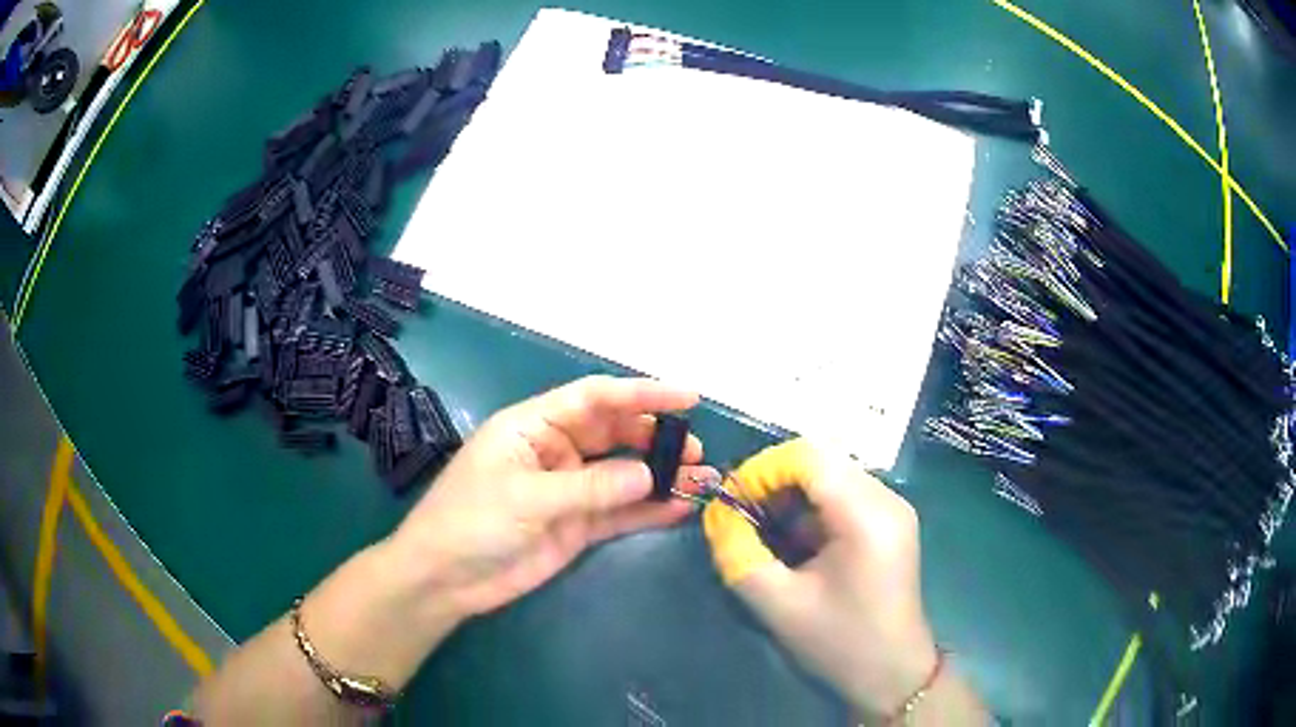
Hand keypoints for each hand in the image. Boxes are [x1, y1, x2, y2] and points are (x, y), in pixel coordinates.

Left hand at [389, 375, 714, 620]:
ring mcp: (569, 490)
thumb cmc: (470, 521)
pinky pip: (619, 512)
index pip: (594, 398)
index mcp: (534, 426)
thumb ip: (590, 487)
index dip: (641, 394)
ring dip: (660, 475)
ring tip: (700, 478)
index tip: (687, 398)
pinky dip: (648, 510)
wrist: (445, 579)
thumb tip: (649, 474)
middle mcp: (556, 451)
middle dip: (655, 437)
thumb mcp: (527, 497)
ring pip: (623, 474)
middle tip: (694, 450)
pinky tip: (679, 507)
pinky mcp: (576, 526)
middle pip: (615, 433)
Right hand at [702, 439, 937, 716]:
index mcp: (866, 516)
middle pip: (821, 460)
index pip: (808, 456)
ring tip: (764, 533)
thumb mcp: (777, 604)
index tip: (732, 504)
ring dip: (791, 496)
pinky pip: (843, 495)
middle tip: (743, 519)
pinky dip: (811, 509)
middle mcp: (887, 499)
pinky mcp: (890, 523)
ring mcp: (893, 509)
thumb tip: (716, 512)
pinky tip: (795, 543)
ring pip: (831, 475)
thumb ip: (737, 553)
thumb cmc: (838, 643)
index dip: (762, 470)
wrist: (892, 674)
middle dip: (773, 482)